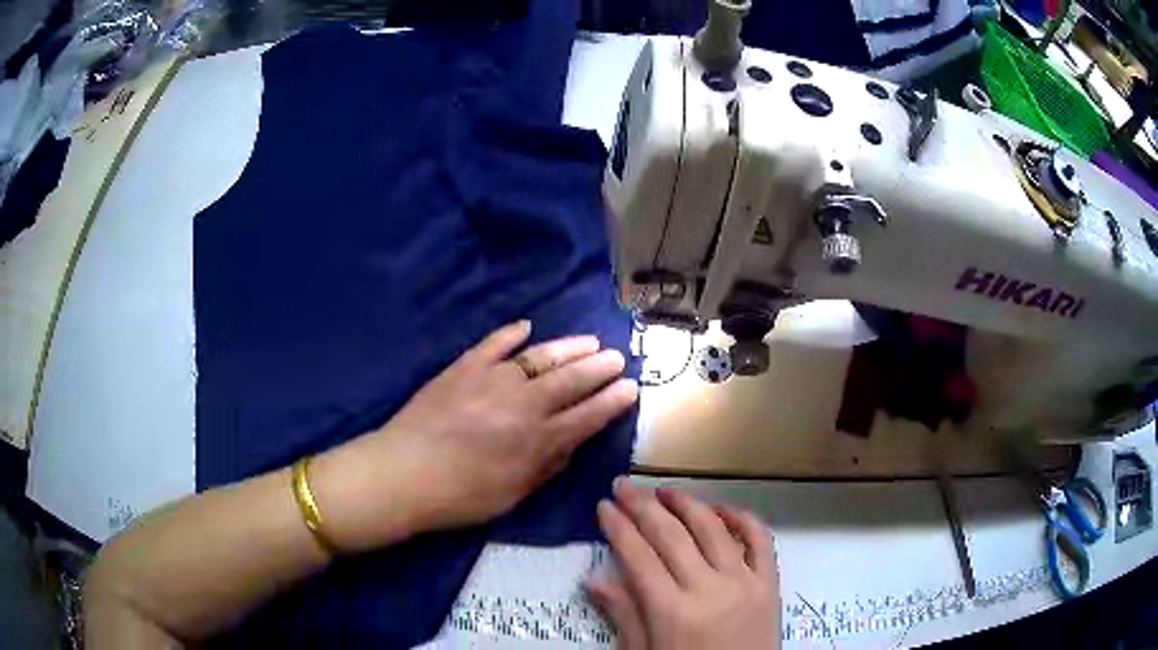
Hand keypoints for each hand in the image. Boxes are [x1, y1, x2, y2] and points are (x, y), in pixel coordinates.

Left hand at [312, 321, 638, 550]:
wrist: (404, 473)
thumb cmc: (461, 496)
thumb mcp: (513, 495)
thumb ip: (547, 467)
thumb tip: (571, 443)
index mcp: (538, 440)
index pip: (586, 416)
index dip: (612, 401)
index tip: (630, 387)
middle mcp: (523, 404)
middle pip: (570, 381)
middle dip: (599, 368)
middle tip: (617, 357)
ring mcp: (492, 380)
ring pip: (540, 357)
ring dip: (569, 348)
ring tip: (589, 341)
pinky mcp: (463, 368)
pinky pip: (493, 344)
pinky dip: (511, 334)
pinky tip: (527, 326)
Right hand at [587, 479, 779, 649]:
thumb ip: (624, 615)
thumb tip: (594, 576)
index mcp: (672, 612)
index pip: (639, 556)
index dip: (618, 528)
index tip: (603, 506)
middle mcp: (709, 589)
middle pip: (672, 536)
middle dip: (643, 506)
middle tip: (623, 485)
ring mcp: (745, 583)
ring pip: (713, 528)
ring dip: (687, 503)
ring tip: (665, 491)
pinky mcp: (770, 584)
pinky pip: (760, 540)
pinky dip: (741, 518)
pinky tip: (721, 509)